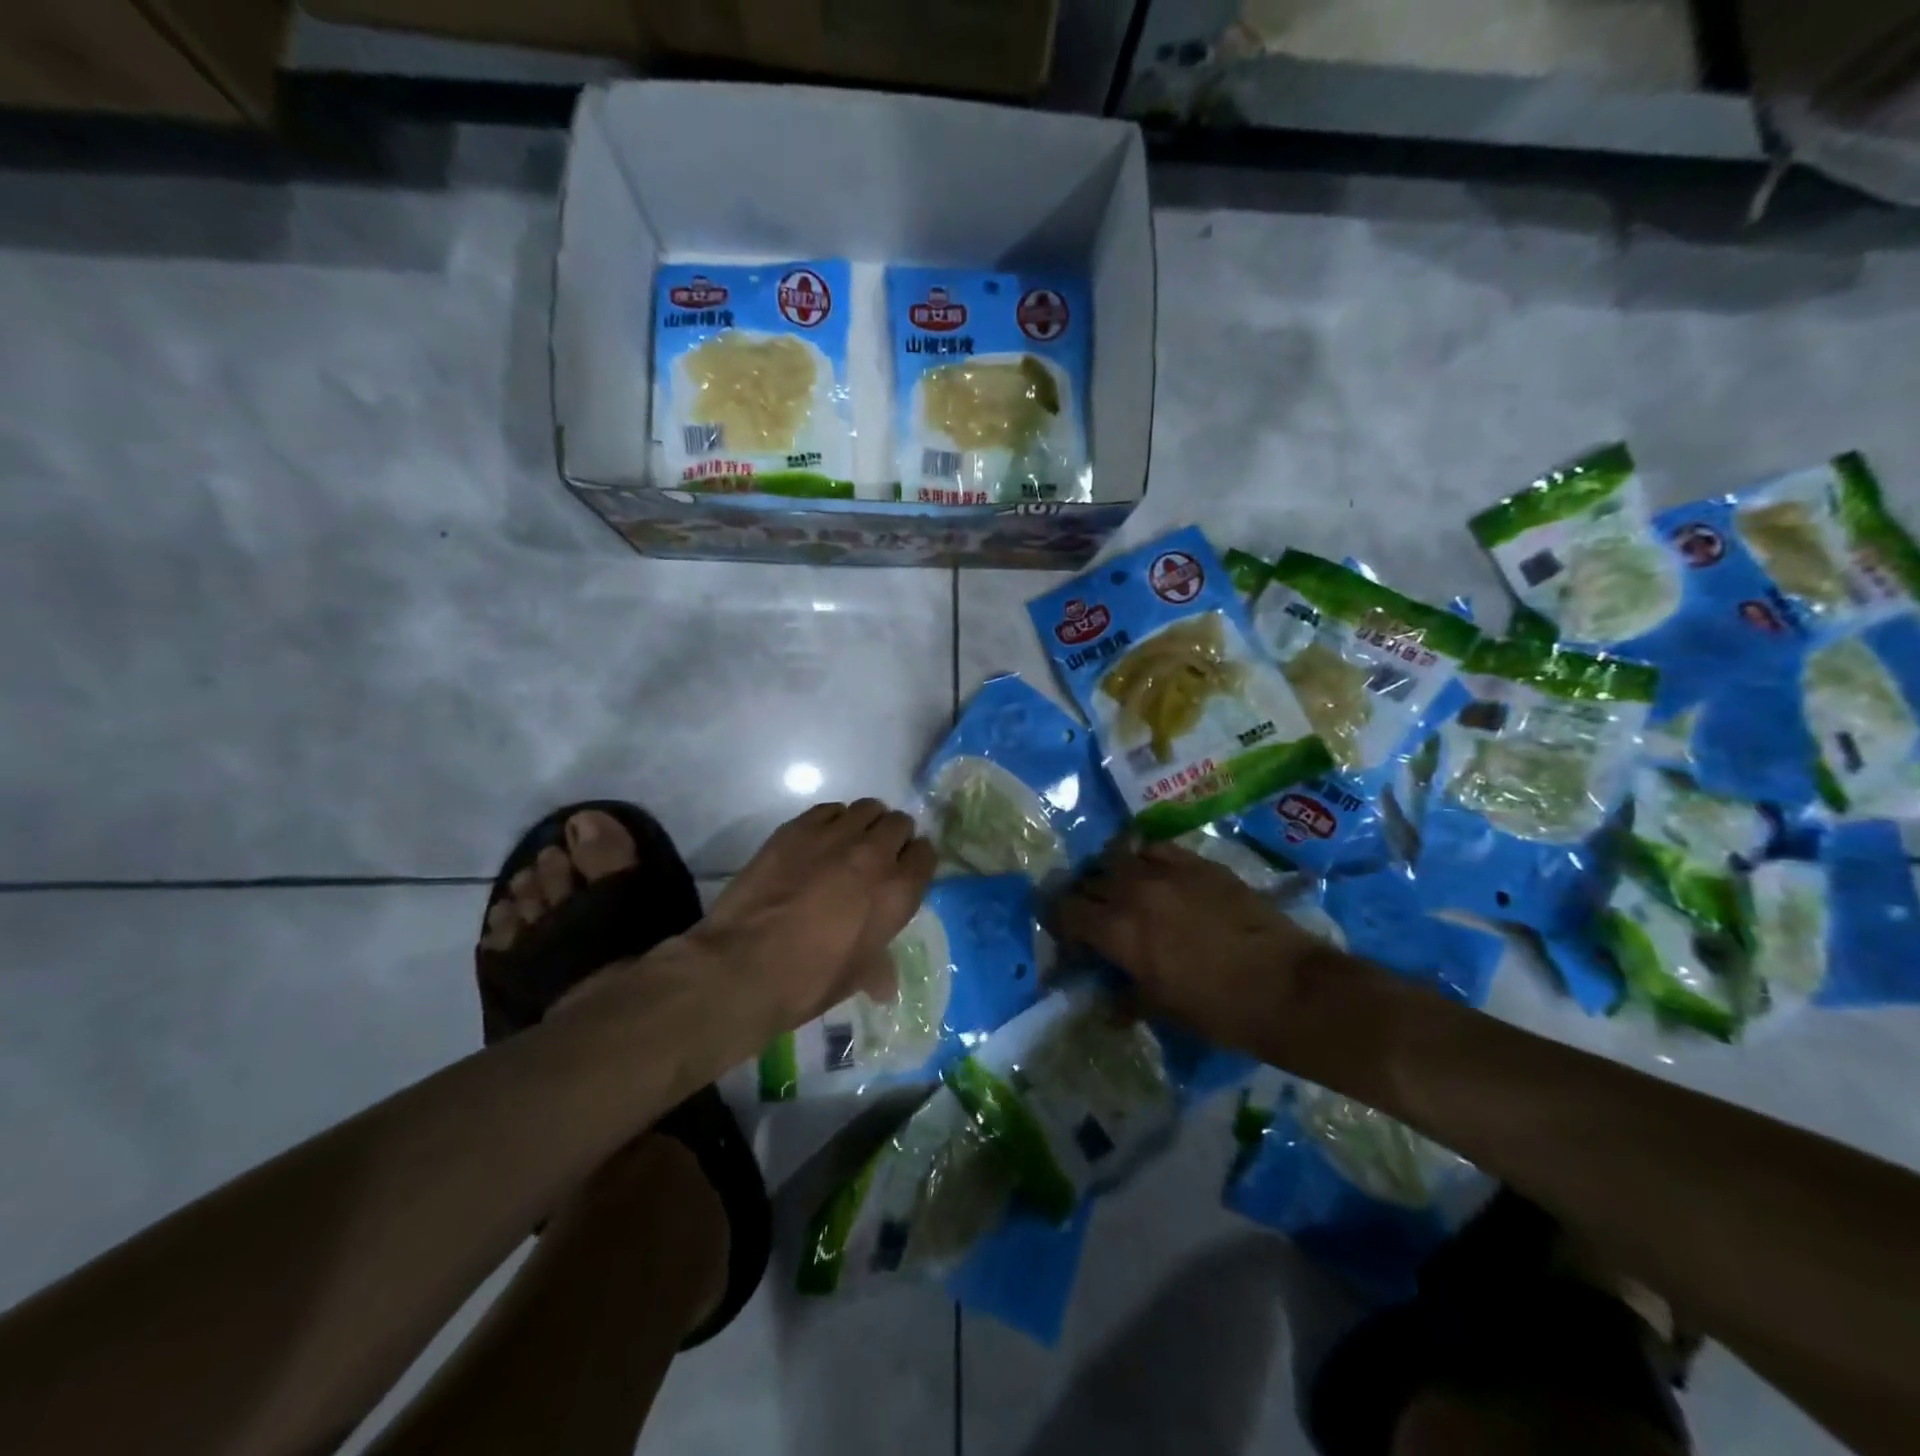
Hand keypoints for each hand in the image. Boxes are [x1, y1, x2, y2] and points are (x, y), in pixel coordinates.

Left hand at [693, 799, 936, 1036]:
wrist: (743, 965)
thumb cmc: (809, 980)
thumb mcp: (855, 978)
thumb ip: (878, 968)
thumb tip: (884, 984)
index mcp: (897, 892)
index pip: (926, 854)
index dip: (915, 862)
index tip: (904, 872)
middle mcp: (874, 854)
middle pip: (899, 824)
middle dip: (893, 838)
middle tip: (875, 859)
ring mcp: (834, 836)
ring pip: (867, 808)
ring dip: (864, 824)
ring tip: (848, 844)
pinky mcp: (797, 828)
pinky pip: (829, 810)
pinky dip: (831, 821)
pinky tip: (818, 842)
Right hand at [1055, 840, 1331, 1051]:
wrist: (1287, 987)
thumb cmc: (1219, 1010)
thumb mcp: (1162, 1010)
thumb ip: (1125, 999)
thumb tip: (1106, 1004)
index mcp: (1117, 931)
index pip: (1064, 910)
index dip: (1059, 923)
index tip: (1070, 938)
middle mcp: (1133, 890)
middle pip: (1087, 880)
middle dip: (1083, 899)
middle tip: (1094, 919)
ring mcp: (1167, 870)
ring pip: (1117, 856)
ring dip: (1111, 874)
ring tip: (1122, 892)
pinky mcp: (1198, 862)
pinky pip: (1155, 847)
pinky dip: (1145, 858)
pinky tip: (1154, 874)